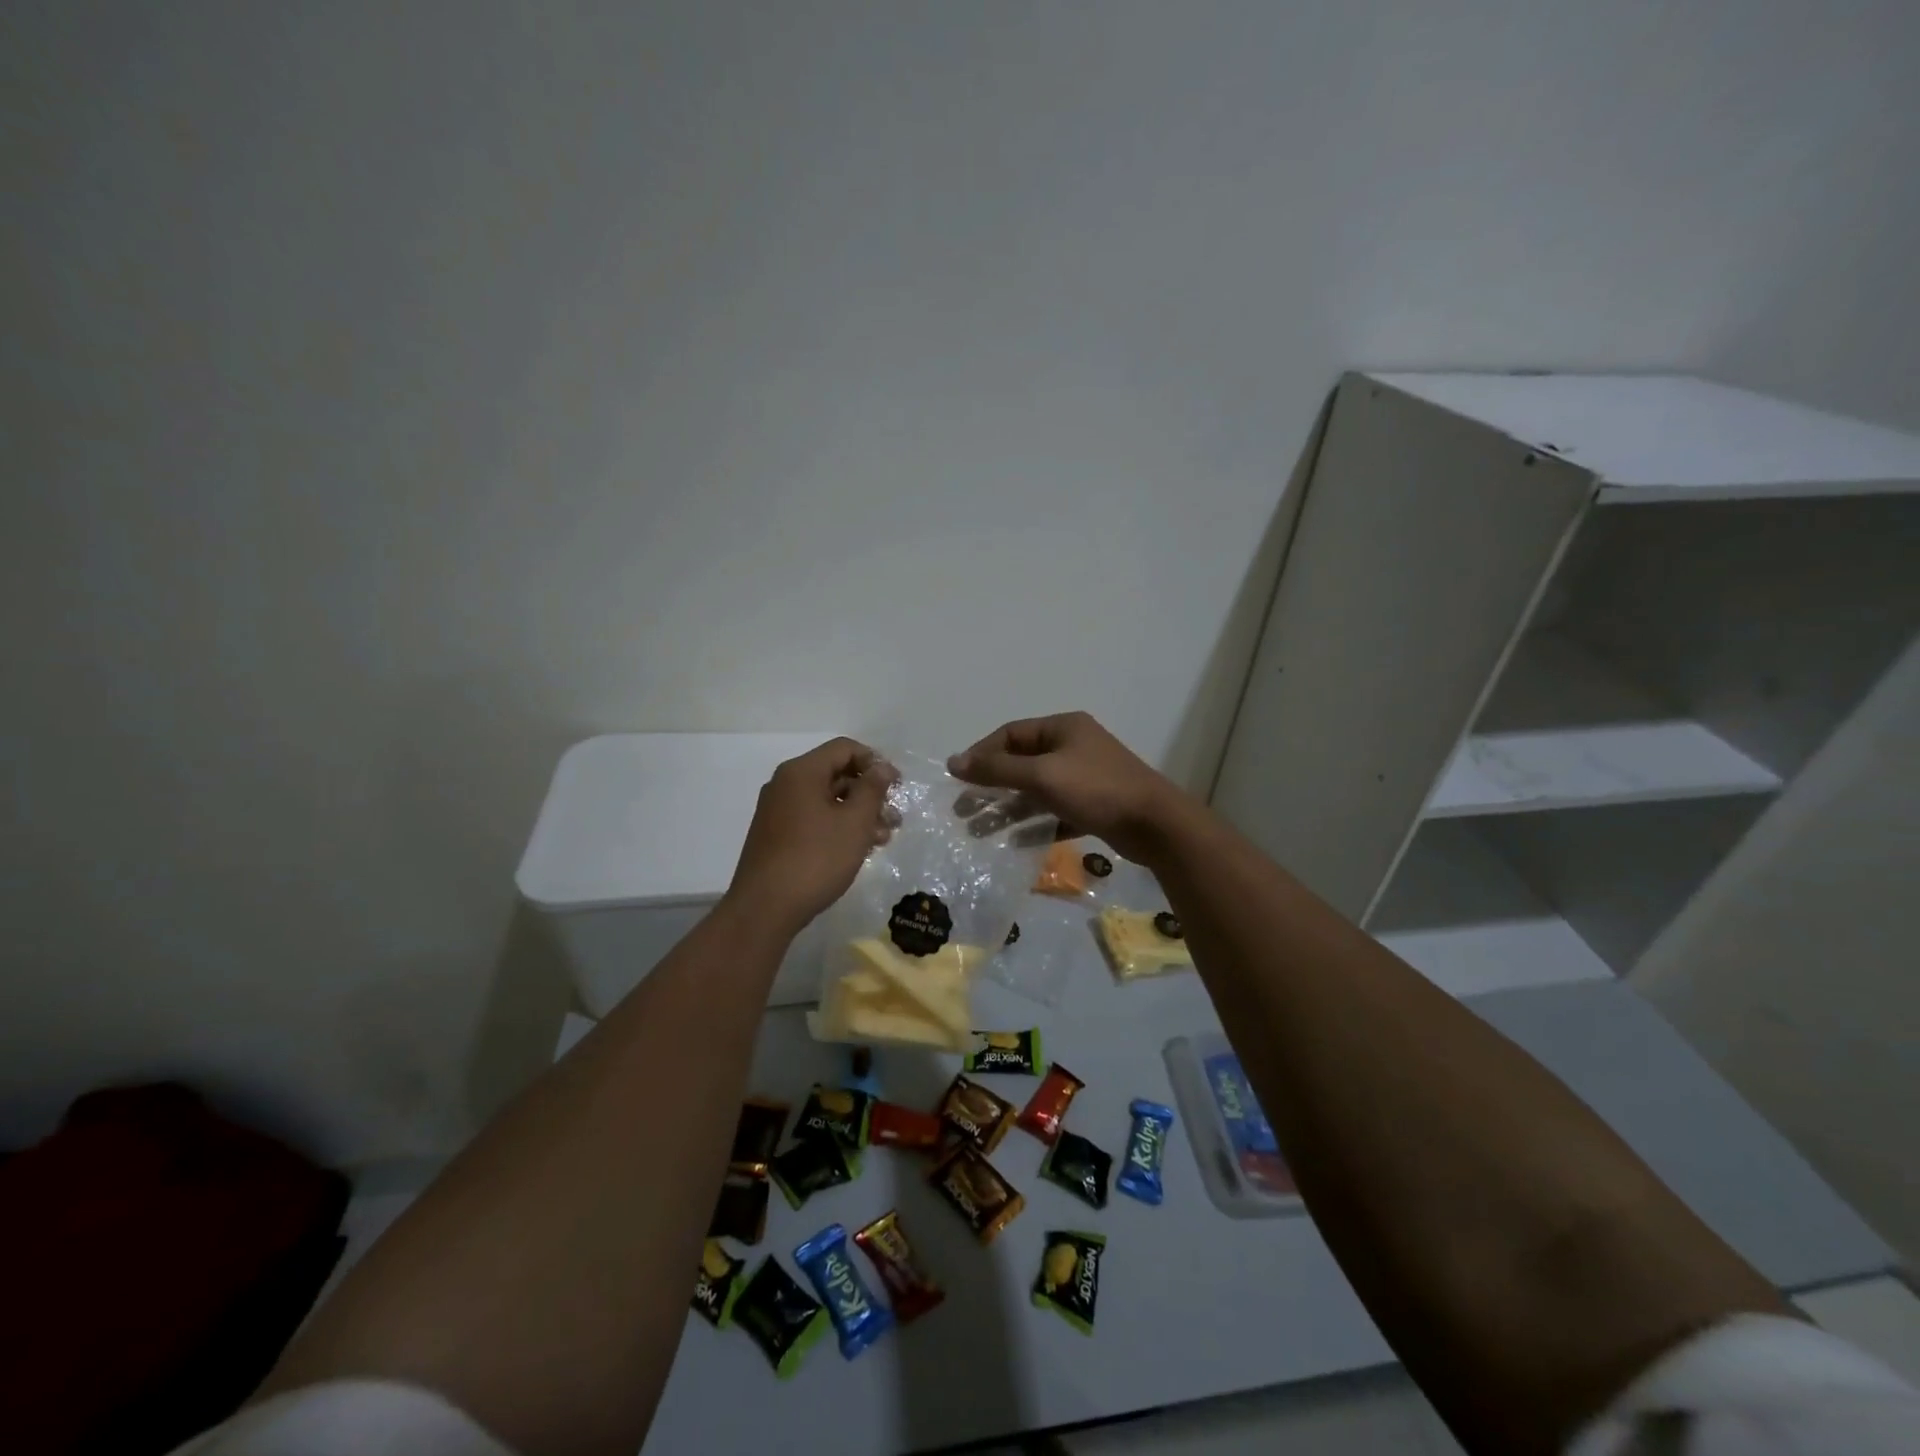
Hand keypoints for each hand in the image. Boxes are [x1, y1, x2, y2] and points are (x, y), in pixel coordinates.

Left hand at [726, 738, 897, 934]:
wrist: (765, 908)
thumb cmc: (816, 859)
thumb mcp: (855, 822)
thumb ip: (872, 789)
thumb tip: (882, 767)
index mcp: (801, 772)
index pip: (844, 748)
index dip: (875, 762)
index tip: (897, 786)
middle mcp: (785, 784)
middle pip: (836, 773)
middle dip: (869, 793)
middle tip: (894, 818)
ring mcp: (778, 811)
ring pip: (827, 800)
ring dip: (858, 814)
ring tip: (883, 839)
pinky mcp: (776, 836)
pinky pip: (814, 819)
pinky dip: (838, 827)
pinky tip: (858, 849)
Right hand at [947, 712, 1185, 864]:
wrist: (1156, 825)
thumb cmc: (1096, 790)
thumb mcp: (1042, 776)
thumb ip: (997, 769)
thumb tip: (953, 762)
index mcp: (1063, 728)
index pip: (1011, 734)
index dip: (982, 754)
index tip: (959, 779)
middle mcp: (1074, 747)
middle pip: (1022, 763)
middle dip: (992, 786)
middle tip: (964, 810)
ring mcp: (1086, 777)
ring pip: (1037, 790)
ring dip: (1009, 809)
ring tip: (981, 830)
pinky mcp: (1095, 805)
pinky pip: (1056, 812)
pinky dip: (1036, 824)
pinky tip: (1018, 843)